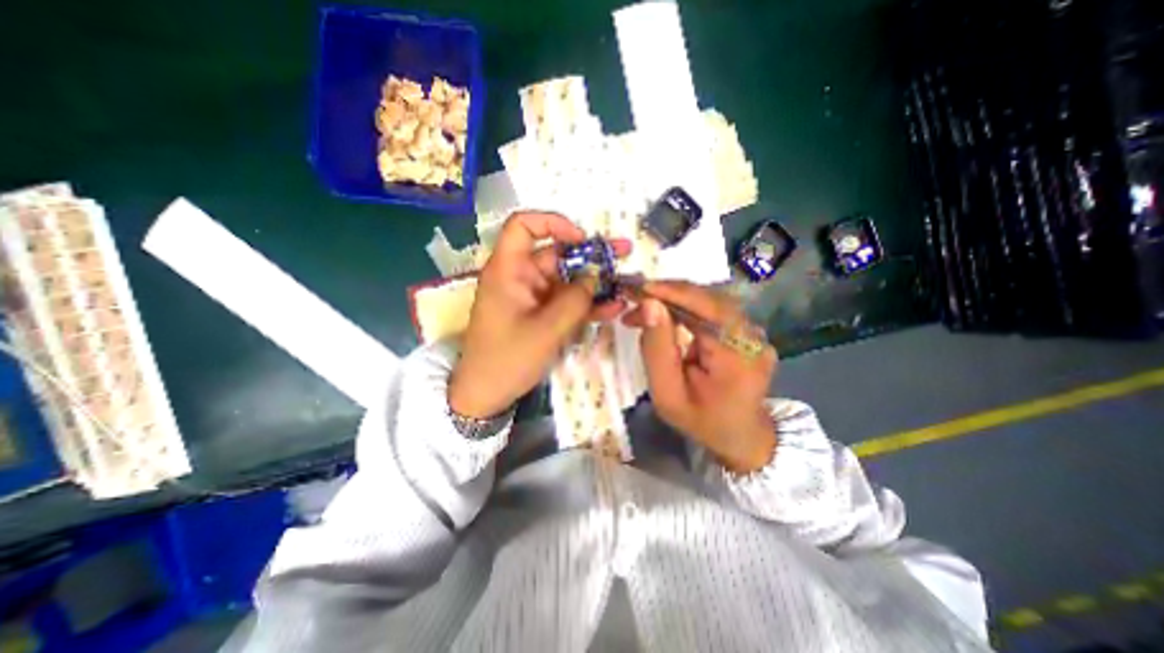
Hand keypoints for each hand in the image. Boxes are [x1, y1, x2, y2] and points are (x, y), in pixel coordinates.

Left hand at [447, 211, 626, 421]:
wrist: (487, 395)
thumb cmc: (507, 359)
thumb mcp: (546, 331)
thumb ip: (575, 301)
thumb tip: (595, 277)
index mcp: (508, 270)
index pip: (523, 226)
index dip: (552, 223)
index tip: (581, 238)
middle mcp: (521, 277)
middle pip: (556, 254)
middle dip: (591, 254)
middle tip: (624, 252)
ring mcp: (533, 297)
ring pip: (567, 279)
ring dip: (595, 282)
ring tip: (626, 281)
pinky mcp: (541, 314)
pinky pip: (566, 301)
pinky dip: (587, 303)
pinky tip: (613, 307)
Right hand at [622, 280, 774, 474]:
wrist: (740, 435)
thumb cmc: (700, 420)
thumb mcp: (667, 394)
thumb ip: (656, 350)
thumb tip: (649, 304)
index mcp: (738, 356)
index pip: (707, 307)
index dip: (671, 292)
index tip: (637, 288)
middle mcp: (753, 336)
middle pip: (707, 299)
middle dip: (666, 295)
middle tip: (631, 299)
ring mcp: (753, 331)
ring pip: (708, 301)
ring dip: (672, 300)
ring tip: (641, 310)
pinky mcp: (747, 330)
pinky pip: (712, 310)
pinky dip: (684, 308)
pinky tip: (663, 315)